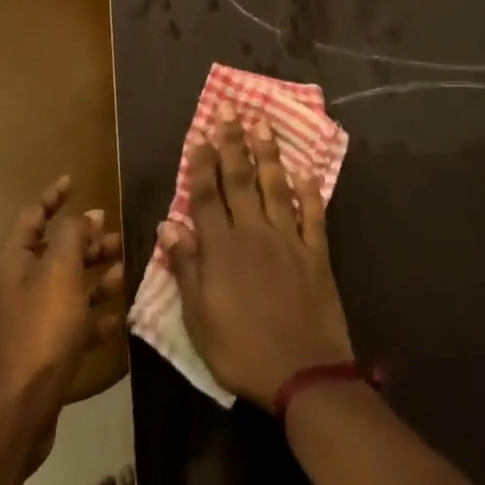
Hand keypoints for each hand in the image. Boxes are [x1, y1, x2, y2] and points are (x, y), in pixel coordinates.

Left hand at [0, 178, 124, 467]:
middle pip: (51, 252)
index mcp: (10, 260)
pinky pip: (63, 320)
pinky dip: (88, 315)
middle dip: (86, 243)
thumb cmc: (41, 332)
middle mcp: (9, 284)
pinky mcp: (31, 348)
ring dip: (93, 277)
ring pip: (62, 286)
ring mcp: (19, 318)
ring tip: (125, 273)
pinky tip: (117, 319)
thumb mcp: (62, 274)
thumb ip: (74, 236)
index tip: (74, 181)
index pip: (32, 215)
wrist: (18, 410)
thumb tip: (84, 215)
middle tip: (118, 237)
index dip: (54, 196)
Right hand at [160, 105, 354, 407]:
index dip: (202, 163)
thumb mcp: (198, 317)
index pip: (207, 195)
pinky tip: (306, 171)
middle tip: (230, 110)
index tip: (200, 133)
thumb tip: (168, 224)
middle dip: (233, 142)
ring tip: (263, 123)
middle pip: (240, 180)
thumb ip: (185, 267)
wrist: (304, 374)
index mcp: (222, 248)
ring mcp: (288, 240)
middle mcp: (254, 233)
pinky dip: (310, 191)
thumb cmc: (241, 351)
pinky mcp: (316, 254)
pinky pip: (313, 214)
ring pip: (275, 186)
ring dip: (268, 154)